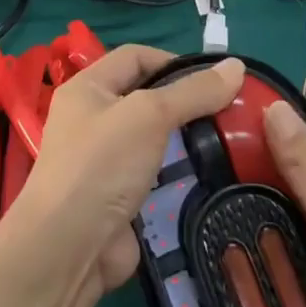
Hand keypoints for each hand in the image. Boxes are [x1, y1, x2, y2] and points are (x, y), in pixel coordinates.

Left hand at [16, 47, 243, 293]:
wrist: (68, 249)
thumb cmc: (102, 165)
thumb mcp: (150, 115)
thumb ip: (193, 91)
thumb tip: (237, 65)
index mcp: (87, 88)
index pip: (134, 57)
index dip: (173, 60)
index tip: (213, 79)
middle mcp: (92, 119)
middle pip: (146, 97)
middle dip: (185, 102)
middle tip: (229, 111)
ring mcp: (105, 161)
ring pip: (154, 139)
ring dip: (186, 140)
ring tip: (228, 142)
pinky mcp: (119, 197)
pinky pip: (156, 175)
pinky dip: (179, 174)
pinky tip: (210, 176)